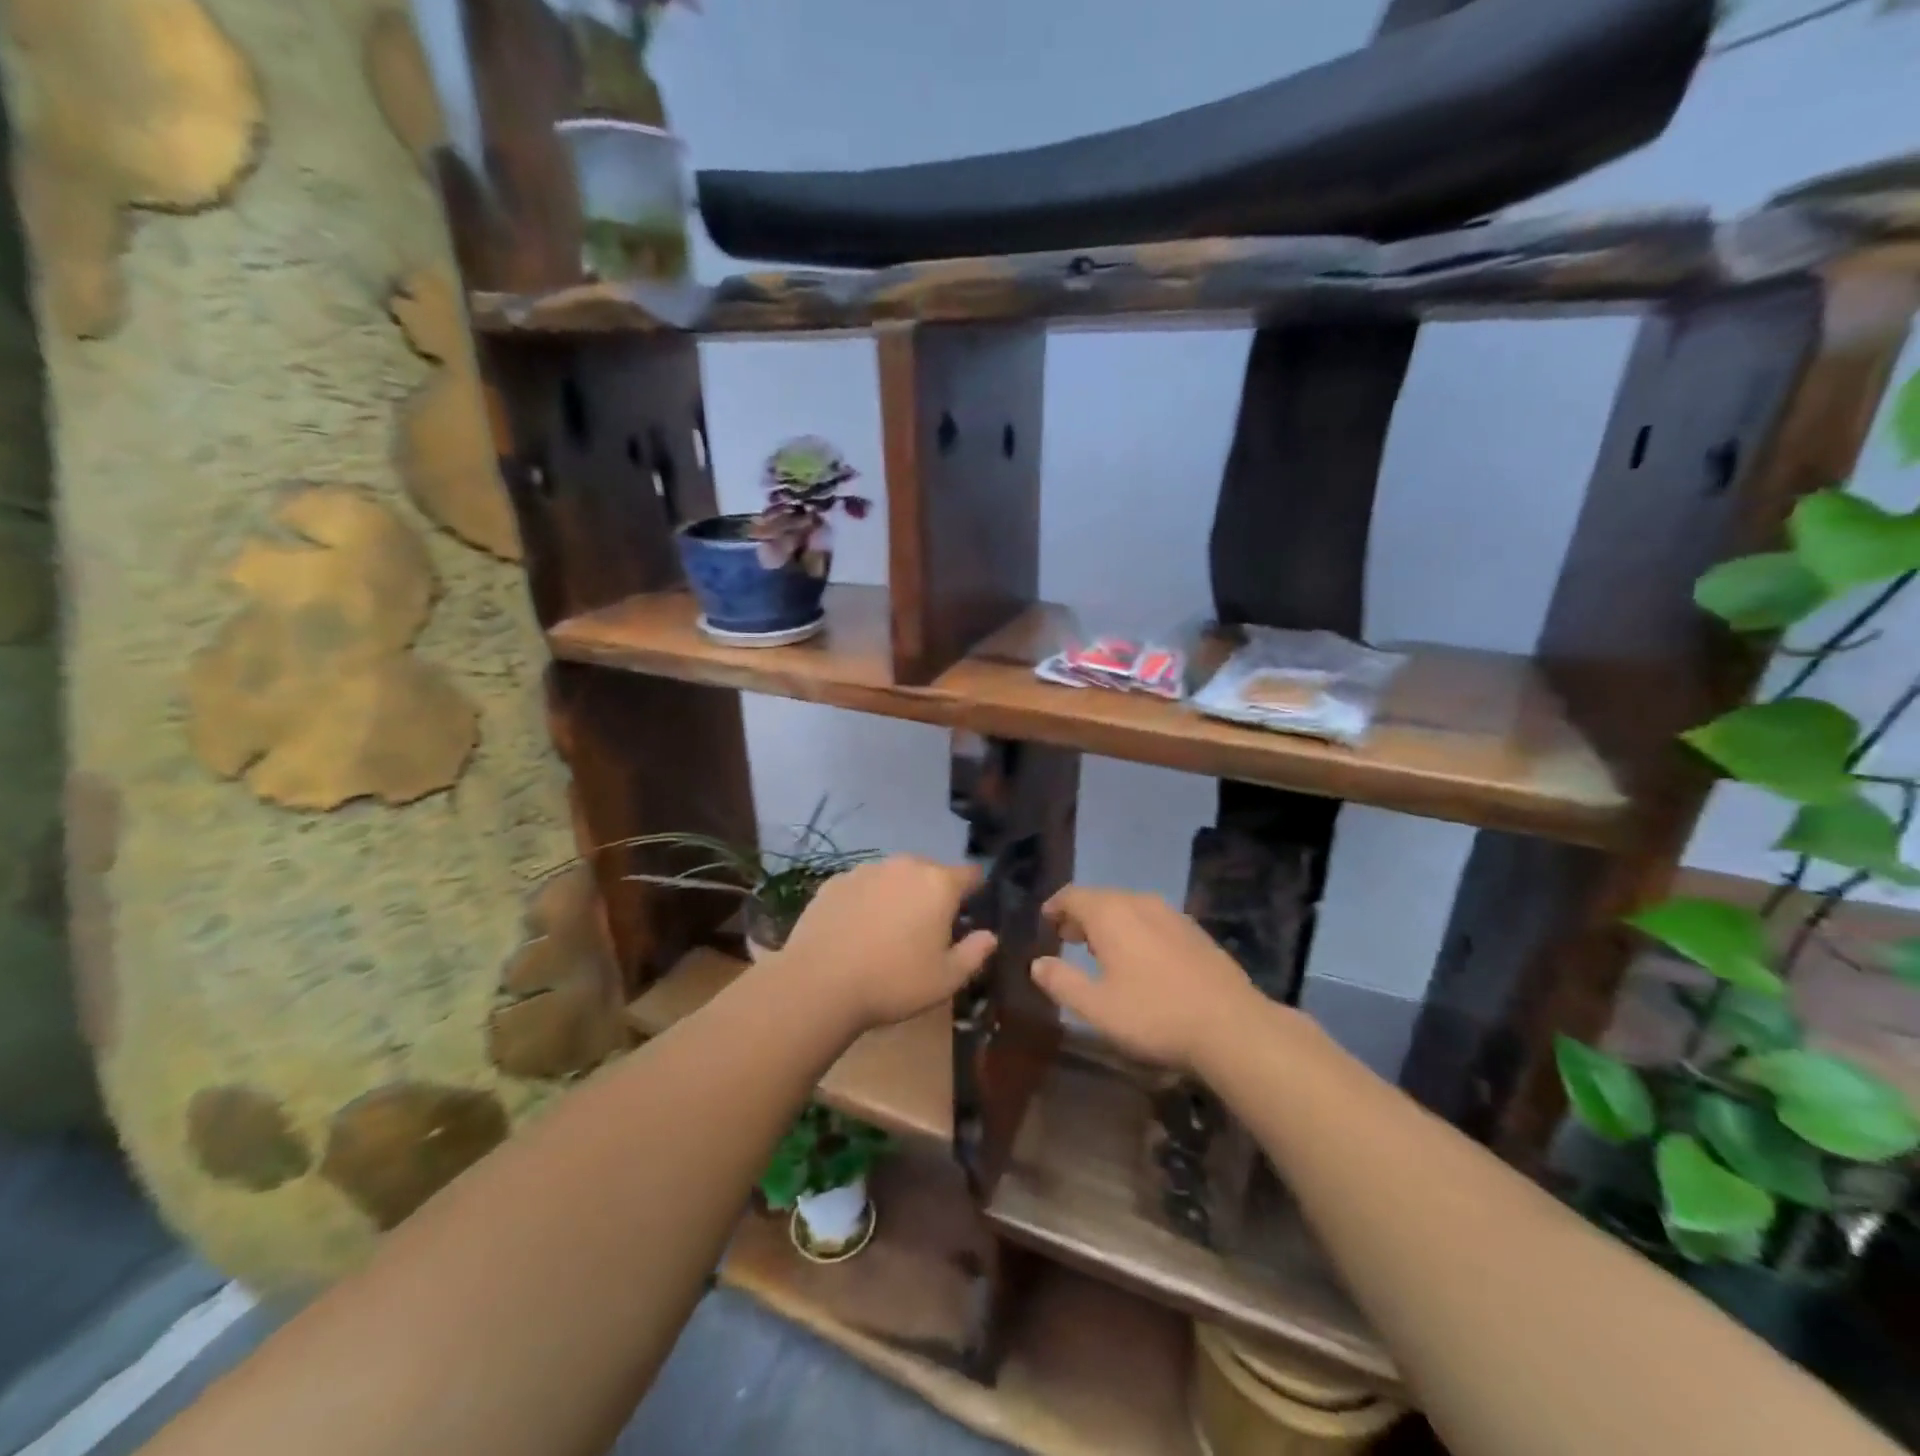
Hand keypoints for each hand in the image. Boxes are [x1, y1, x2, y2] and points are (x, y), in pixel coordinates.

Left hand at [778, 856, 996, 1031]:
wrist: (819, 983)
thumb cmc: (894, 981)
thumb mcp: (946, 979)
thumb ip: (975, 953)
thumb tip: (989, 935)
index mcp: (938, 884)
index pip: (971, 873)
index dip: (975, 890)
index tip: (971, 912)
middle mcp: (905, 866)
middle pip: (931, 872)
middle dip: (934, 894)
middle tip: (927, 930)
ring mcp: (866, 870)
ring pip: (894, 877)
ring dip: (899, 895)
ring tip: (888, 932)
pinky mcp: (835, 881)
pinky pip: (863, 886)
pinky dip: (867, 901)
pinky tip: (857, 931)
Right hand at [1032, 885, 1260, 1071]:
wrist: (1230, 1026)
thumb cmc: (1153, 1014)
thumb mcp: (1096, 1007)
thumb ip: (1061, 982)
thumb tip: (1037, 964)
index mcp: (1111, 913)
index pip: (1073, 895)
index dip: (1055, 906)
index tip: (1045, 921)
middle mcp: (1140, 902)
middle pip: (1101, 898)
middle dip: (1081, 915)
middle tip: (1067, 938)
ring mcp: (1172, 914)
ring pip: (1129, 907)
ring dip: (1110, 923)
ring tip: (1100, 950)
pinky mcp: (1195, 932)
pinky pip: (1153, 920)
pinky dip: (1136, 930)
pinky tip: (1141, 959)